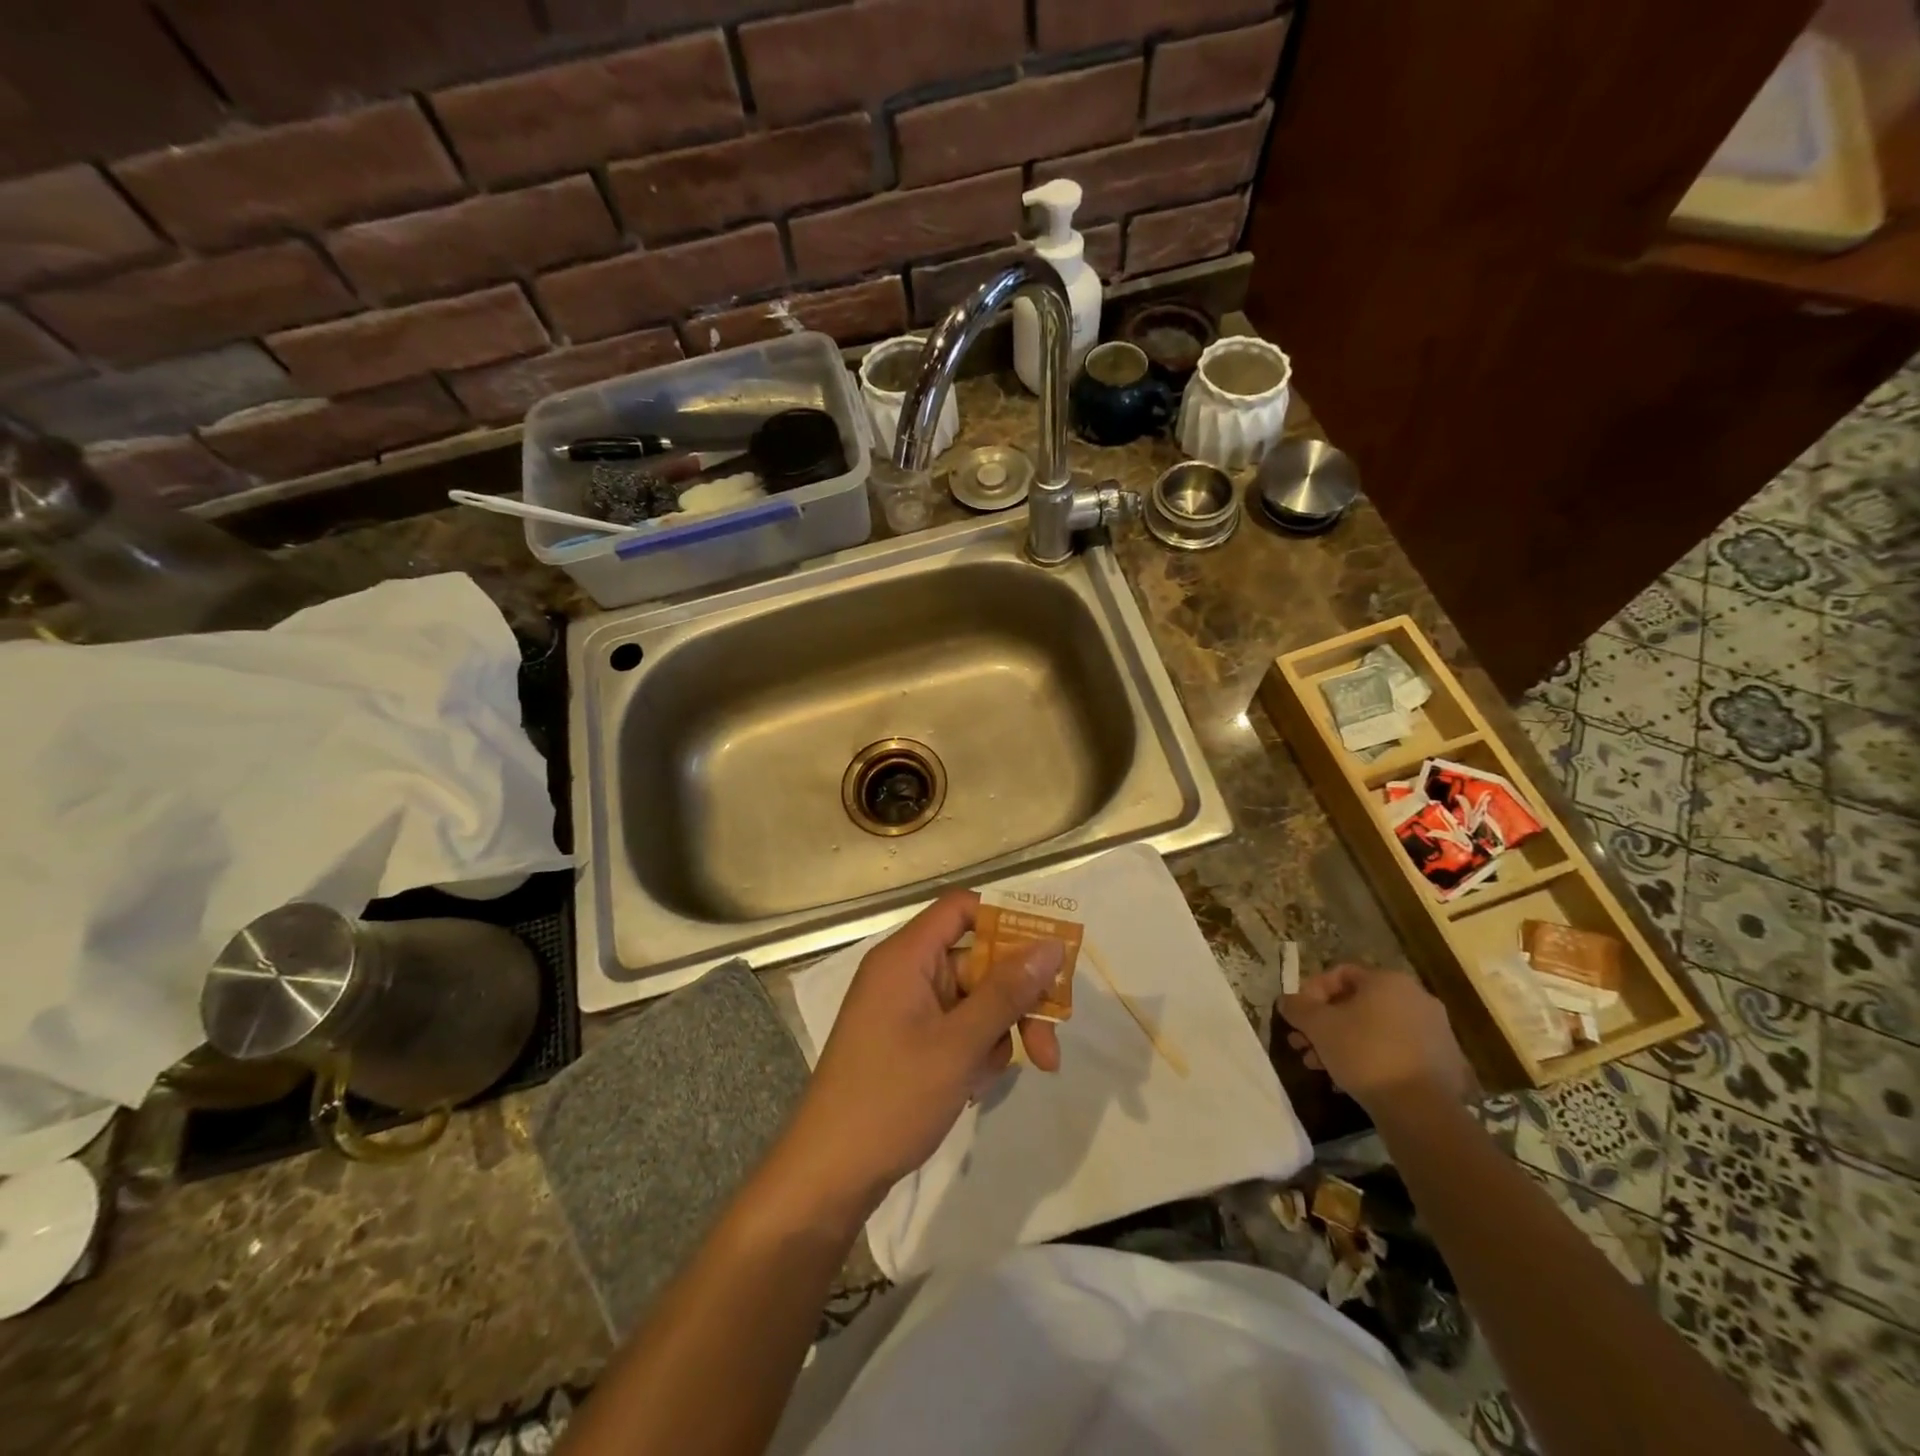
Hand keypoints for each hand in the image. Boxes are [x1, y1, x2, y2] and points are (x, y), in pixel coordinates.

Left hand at [776, 890, 1062, 1220]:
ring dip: (995, 1036)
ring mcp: (905, 1008)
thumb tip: (1051, 944)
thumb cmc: (891, 1098)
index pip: (962, 908)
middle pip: (978, 962)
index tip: (1047, 958)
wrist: (829, 1175)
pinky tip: (970, 1089)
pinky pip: (956, 1028)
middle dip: (1016, 1003)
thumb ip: (1008, 991)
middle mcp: (905, 973)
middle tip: (1049, 1051)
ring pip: (973, 1000)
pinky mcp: (907, 1041)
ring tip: (985, 1080)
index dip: (1006, 923)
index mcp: (907, 956)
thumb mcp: (959, 1044)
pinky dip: (973, 1053)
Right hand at [1279, 963, 1472, 1112]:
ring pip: (1375, 1029)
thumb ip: (1297, 1007)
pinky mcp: (1444, 1063)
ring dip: (1342, 1043)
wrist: (1421, 1109)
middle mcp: (1416, 998)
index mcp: (1388, 981)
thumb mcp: (1318, 1026)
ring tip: (1319, 1066)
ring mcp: (1435, 1031)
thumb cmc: (1364, 1052)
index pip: (1341, 974)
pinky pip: (1396, 1051)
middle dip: (1324, 1024)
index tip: (1297, 1016)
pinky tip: (1349, 1080)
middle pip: (1357, 1004)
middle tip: (1302, 1044)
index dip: (1312, 992)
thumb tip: (1285, 1001)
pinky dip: (1371, 1059)